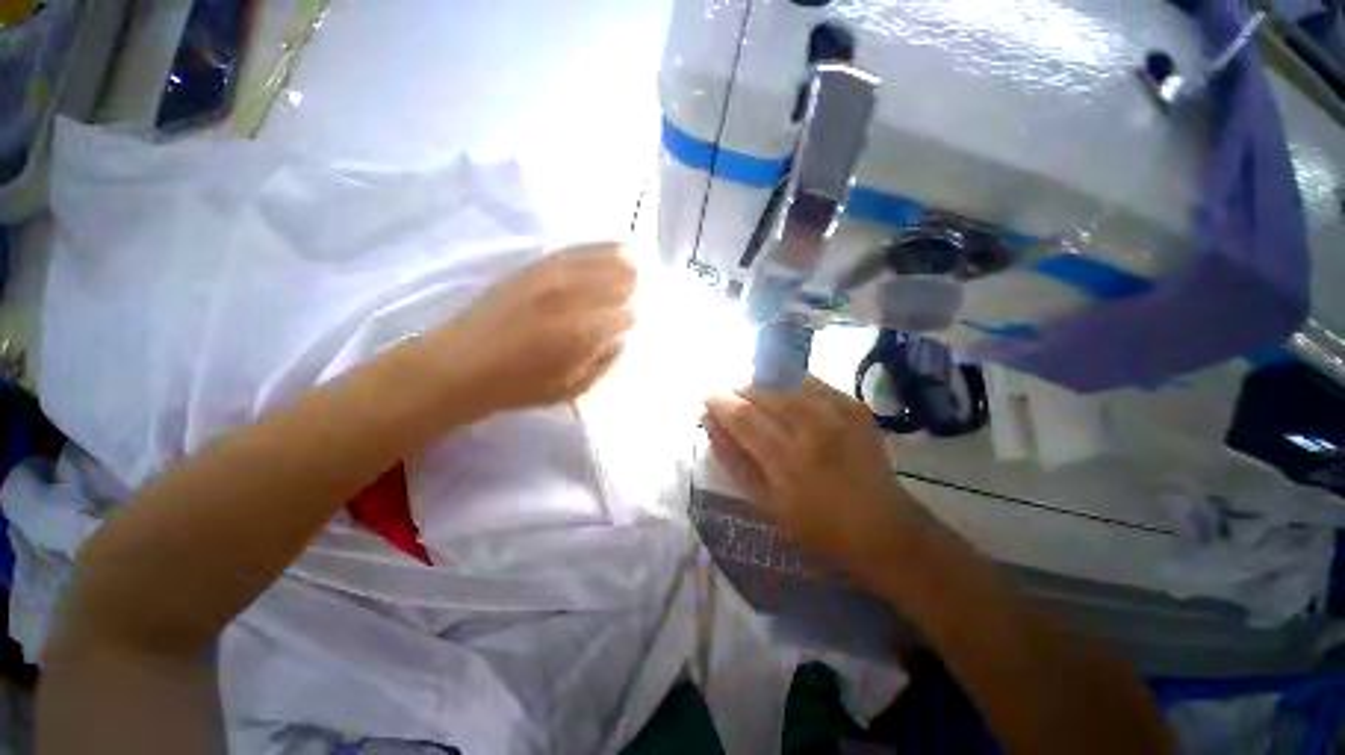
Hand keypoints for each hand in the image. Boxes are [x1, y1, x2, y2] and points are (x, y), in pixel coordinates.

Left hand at [433, 243, 635, 413]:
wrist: (461, 365)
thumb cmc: (519, 385)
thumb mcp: (571, 388)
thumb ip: (603, 363)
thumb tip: (622, 338)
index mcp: (582, 333)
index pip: (624, 316)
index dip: (631, 318)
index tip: (630, 323)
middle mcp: (571, 300)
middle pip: (617, 283)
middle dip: (630, 288)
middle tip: (635, 295)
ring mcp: (551, 280)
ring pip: (599, 262)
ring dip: (621, 263)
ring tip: (633, 265)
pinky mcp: (534, 269)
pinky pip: (574, 252)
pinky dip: (597, 248)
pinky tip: (612, 247)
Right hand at [704, 377, 952, 588]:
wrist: (883, 529)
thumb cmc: (816, 526)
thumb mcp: (764, 502)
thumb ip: (732, 458)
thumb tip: (709, 422)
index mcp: (787, 461)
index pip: (742, 416)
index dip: (719, 402)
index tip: (707, 399)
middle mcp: (813, 429)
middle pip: (763, 392)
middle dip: (739, 391)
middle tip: (731, 401)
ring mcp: (838, 413)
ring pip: (785, 382)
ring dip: (762, 387)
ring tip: (756, 400)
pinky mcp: (855, 406)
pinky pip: (811, 383)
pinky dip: (790, 386)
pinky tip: (786, 399)